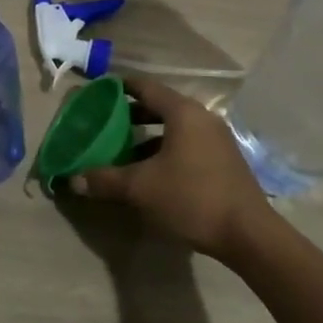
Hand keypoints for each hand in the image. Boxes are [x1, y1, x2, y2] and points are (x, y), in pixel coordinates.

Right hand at [68, 73, 271, 259]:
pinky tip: (151, 173)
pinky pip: (187, 145)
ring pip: (174, 129)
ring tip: (123, 151)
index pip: (145, 87)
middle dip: (131, 115)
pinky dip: (165, 150)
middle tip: (105, 123)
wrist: (248, 234)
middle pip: (160, 107)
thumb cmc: (191, 198)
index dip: (120, 87)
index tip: (98, 92)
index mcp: (183, 113)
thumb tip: (74, 180)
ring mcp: (217, 139)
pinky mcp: (224, 161)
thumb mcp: (141, 189)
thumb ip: (105, 180)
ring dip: (148, 137)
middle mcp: (202, 118)